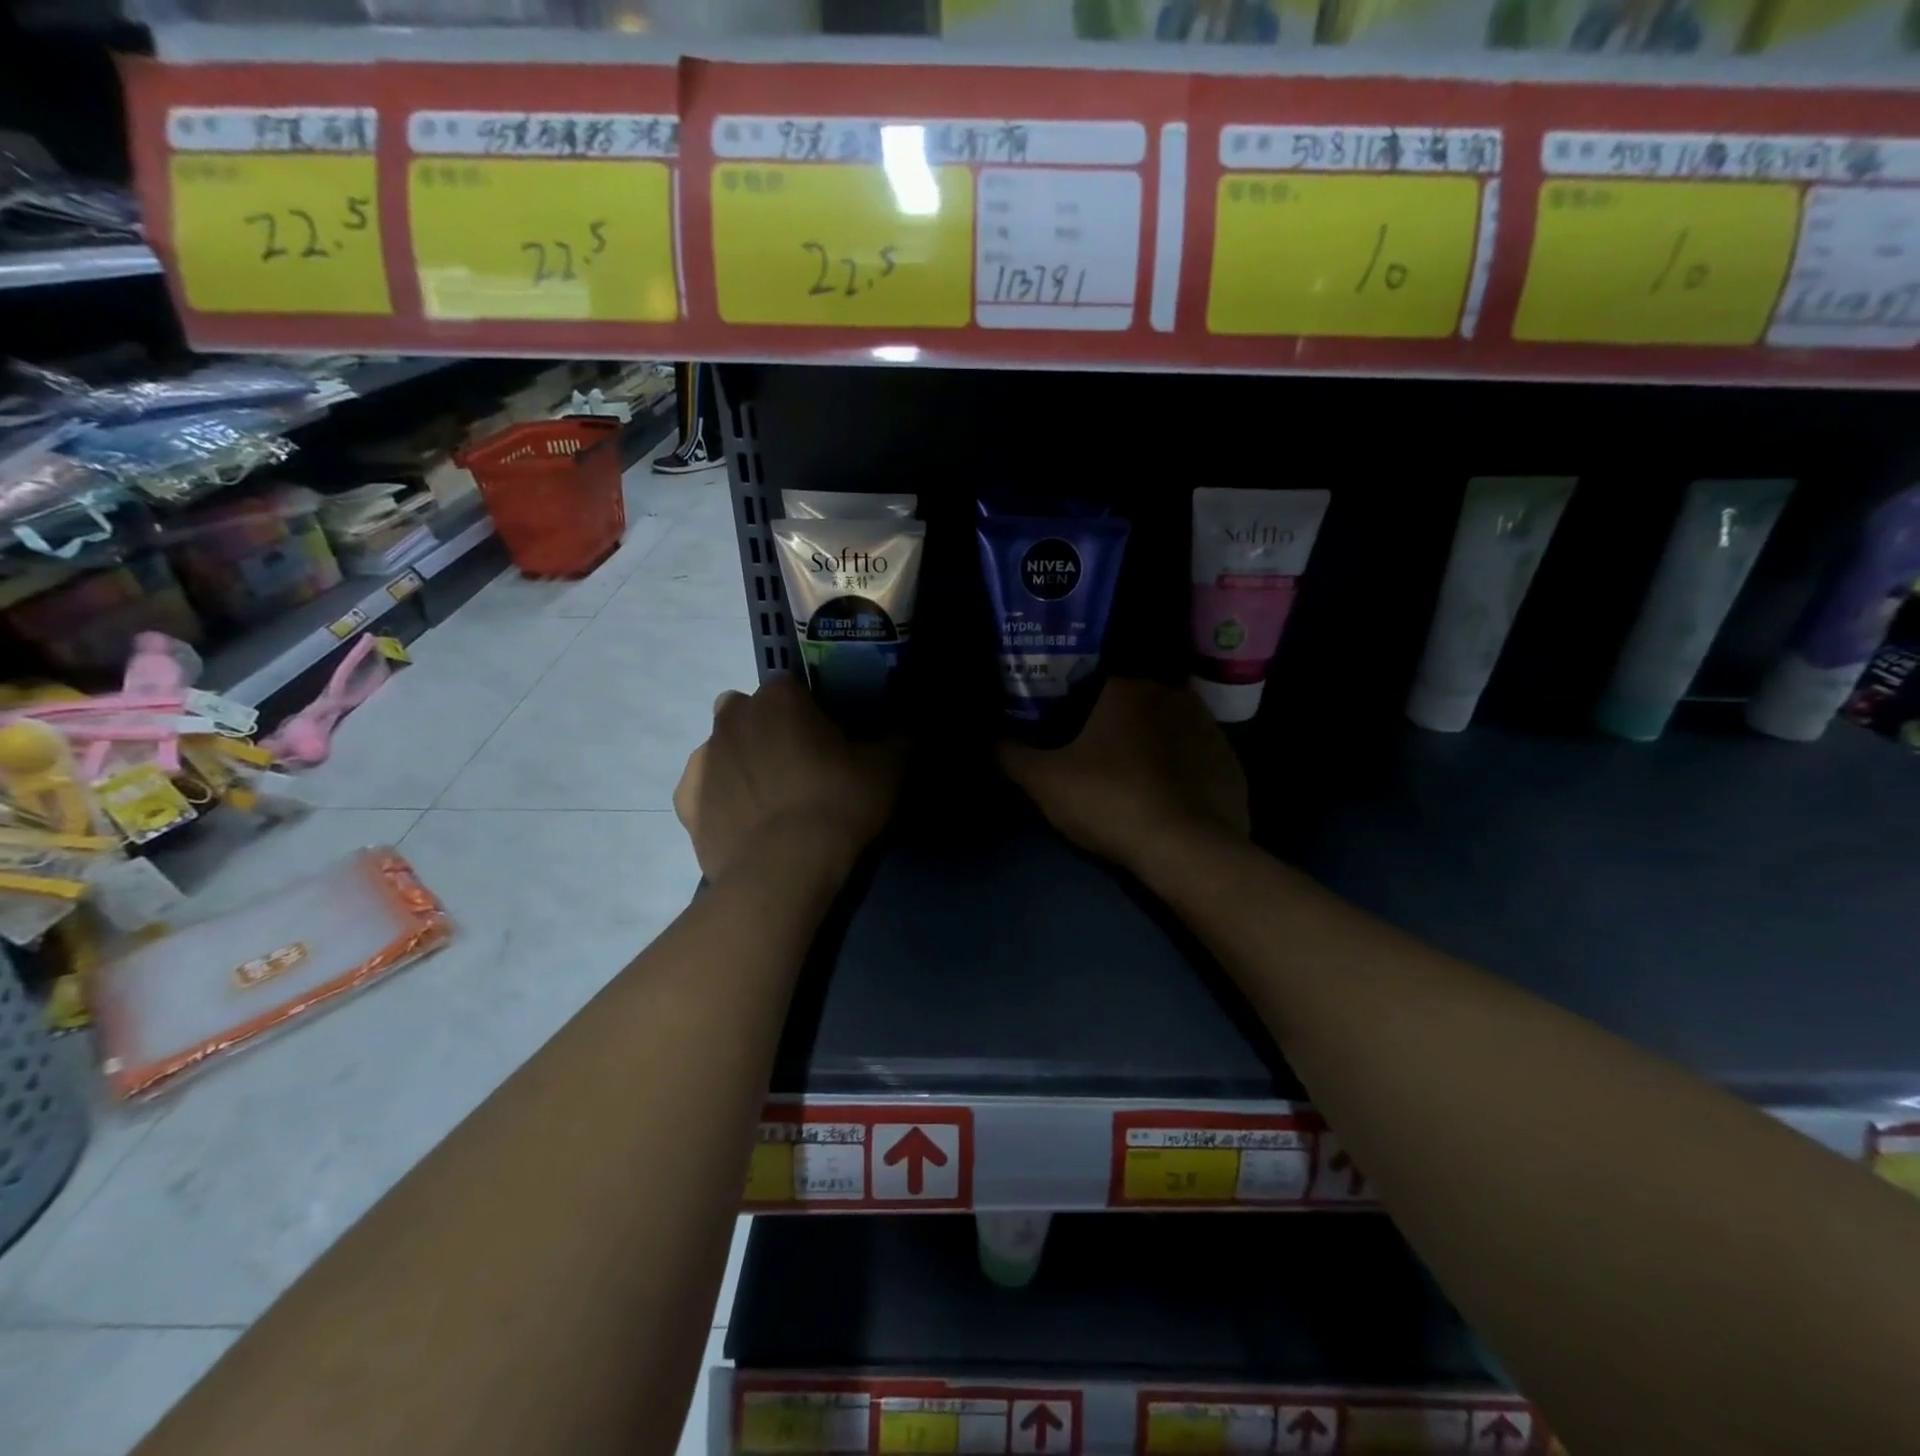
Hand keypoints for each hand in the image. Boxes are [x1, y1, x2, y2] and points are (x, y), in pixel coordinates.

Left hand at [674, 675, 902, 883]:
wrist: (785, 869)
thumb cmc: (838, 804)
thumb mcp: (887, 768)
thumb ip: (898, 738)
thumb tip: (907, 728)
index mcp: (779, 698)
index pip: (793, 689)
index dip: (810, 713)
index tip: (828, 741)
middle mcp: (732, 717)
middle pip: (751, 713)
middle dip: (770, 730)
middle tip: (800, 767)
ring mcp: (702, 758)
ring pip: (723, 748)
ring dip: (742, 762)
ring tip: (772, 800)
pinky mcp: (685, 801)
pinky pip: (703, 789)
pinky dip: (719, 798)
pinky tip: (744, 821)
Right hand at [999, 679, 1248, 875]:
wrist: (1189, 850)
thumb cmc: (1111, 802)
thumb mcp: (1045, 783)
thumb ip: (1012, 754)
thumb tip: (996, 739)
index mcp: (1126, 688)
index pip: (1090, 681)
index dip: (1072, 704)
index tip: (1063, 729)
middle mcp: (1171, 694)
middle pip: (1130, 703)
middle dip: (1113, 724)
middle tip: (1094, 756)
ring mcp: (1208, 727)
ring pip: (1166, 727)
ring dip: (1150, 744)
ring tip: (1132, 778)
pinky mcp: (1231, 761)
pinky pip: (1195, 757)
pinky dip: (1181, 770)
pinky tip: (1168, 797)